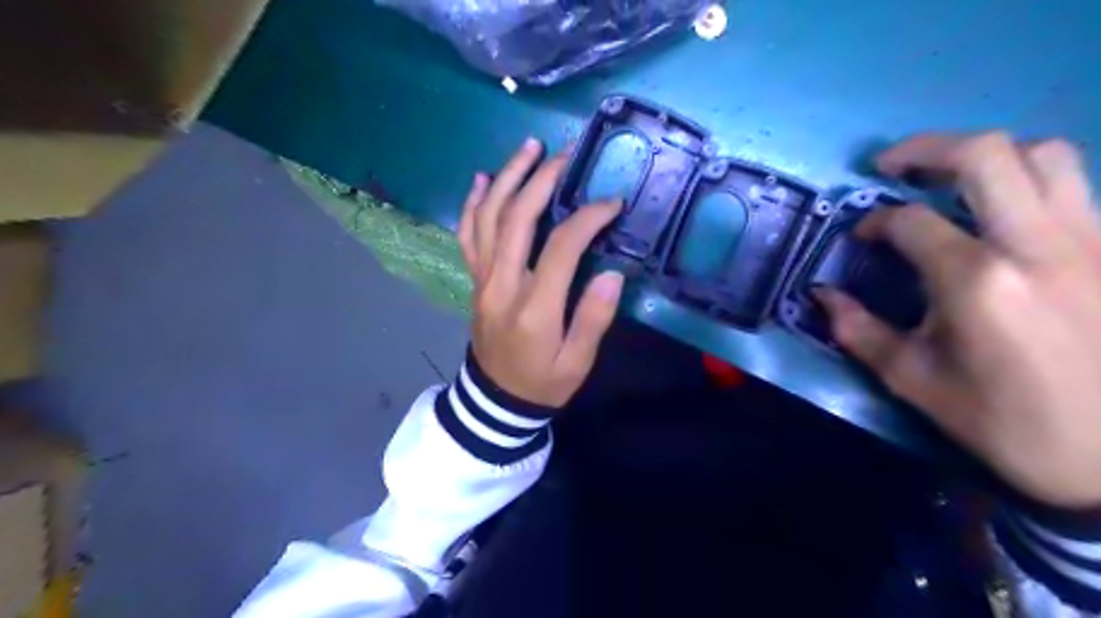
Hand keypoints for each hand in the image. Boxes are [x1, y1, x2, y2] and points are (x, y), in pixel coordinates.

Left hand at [458, 139, 627, 410]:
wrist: (497, 399)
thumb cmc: (543, 382)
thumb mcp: (577, 363)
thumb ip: (593, 319)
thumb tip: (612, 274)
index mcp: (534, 307)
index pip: (560, 247)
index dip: (587, 218)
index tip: (612, 203)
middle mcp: (501, 284)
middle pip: (517, 219)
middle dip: (542, 179)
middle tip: (567, 153)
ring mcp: (482, 279)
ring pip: (488, 218)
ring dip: (508, 178)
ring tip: (529, 148)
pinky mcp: (474, 279)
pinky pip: (468, 234)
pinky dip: (473, 203)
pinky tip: (483, 179)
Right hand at [812, 133, 1100, 508]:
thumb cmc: (1007, 423)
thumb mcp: (914, 381)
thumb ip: (859, 331)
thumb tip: (822, 295)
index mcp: (977, 280)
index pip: (910, 220)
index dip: (873, 221)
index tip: (860, 237)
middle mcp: (1038, 244)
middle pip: (985, 154)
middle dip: (925, 149)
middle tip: (893, 166)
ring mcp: (1091, 242)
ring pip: (1048, 154)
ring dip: (988, 155)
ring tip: (952, 178)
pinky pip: (1077, 188)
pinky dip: (1032, 181)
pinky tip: (1005, 211)